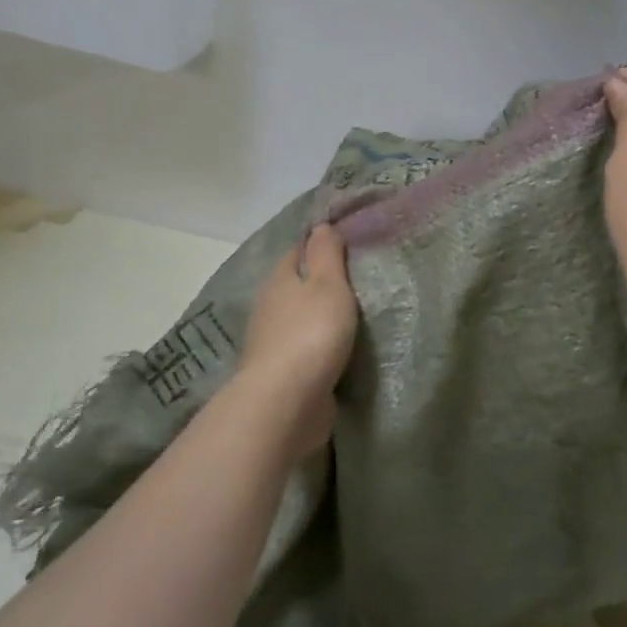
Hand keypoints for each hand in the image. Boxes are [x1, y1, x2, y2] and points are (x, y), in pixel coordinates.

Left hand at [233, 224, 358, 457]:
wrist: (286, 401)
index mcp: (279, 280)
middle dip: (318, 282)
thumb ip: (326, 254)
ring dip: (318, 316)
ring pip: (298, 318)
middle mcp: (269, 308)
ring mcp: (272, 343)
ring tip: (352, 314)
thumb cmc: (311, 333)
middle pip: (295, 286)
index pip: (297, 251)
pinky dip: (318, 345)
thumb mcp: (327, 284)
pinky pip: (304, 349)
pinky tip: (337, 349)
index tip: (346, 243)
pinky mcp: (281, 373)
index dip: (318, 245)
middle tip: (356, 279)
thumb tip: (320, 225)